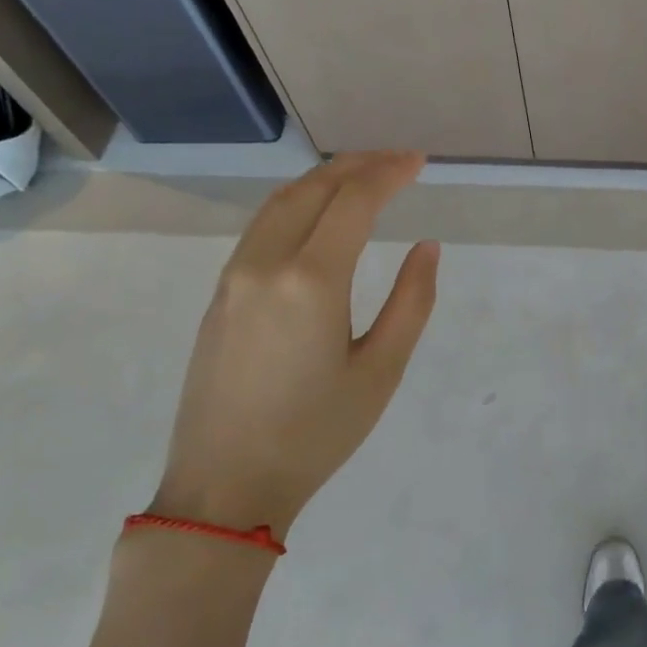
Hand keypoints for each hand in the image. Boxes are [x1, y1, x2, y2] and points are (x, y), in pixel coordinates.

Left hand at [154, 151, 438, 537]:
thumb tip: (427, 247)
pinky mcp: (219, 297)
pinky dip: (296, 204)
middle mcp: (264, 265)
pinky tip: (318, 216)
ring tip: (362, 176)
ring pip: (278, 204)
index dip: (388, 174)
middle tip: (398, 160)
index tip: (419, 162)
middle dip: (357, 165)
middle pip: (311, 190)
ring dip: (323, 180)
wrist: (225, 486)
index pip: (352, 201)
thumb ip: (412, 302)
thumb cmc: (316, 433)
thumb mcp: (381, 370)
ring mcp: (233, 279)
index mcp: (310, 281)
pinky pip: (261, 229)